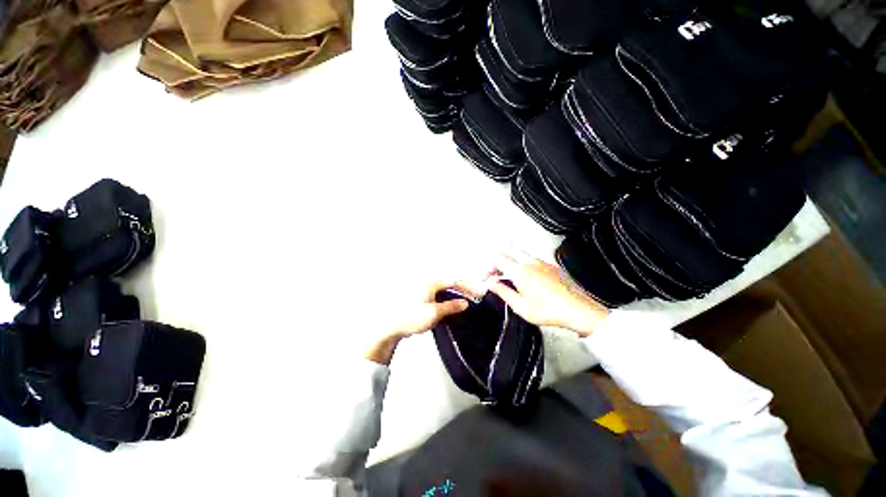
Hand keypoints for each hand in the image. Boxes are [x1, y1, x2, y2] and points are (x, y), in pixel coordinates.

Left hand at [365, 280, 469, 364]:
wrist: (392, 325)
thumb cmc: (412, 317)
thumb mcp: (434, 313)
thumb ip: (451, 307)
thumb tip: (465, 303)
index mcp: (431, 283)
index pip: (454, 281)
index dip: (467, 286)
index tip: (478, 293)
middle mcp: (429, 283)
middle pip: (450, 282)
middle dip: (463, 288)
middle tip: (475, 295)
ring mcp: (425, 290)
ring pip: (445, 288)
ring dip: (456, 292)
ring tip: (466, 299)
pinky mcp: (423, 297)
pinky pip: (440, 294)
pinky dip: (449, 297)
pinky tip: (452, 304)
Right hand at [490, 253, 607, 336]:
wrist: (578, 311)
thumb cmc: (550, 311)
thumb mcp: (521, 306)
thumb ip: (503, 292)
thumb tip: (491, 284)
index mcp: (521, 272)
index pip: (498, 259)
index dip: (488, 266)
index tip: (487, 277)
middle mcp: (531, 262)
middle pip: (508, 251)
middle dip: (497, 260)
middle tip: (494, 273)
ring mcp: (542, 263)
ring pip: (520, 254)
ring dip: (510, 262)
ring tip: (509, 277)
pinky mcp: (551, 266)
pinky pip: (532, 259)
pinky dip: (522, 264)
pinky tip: (526, 278)